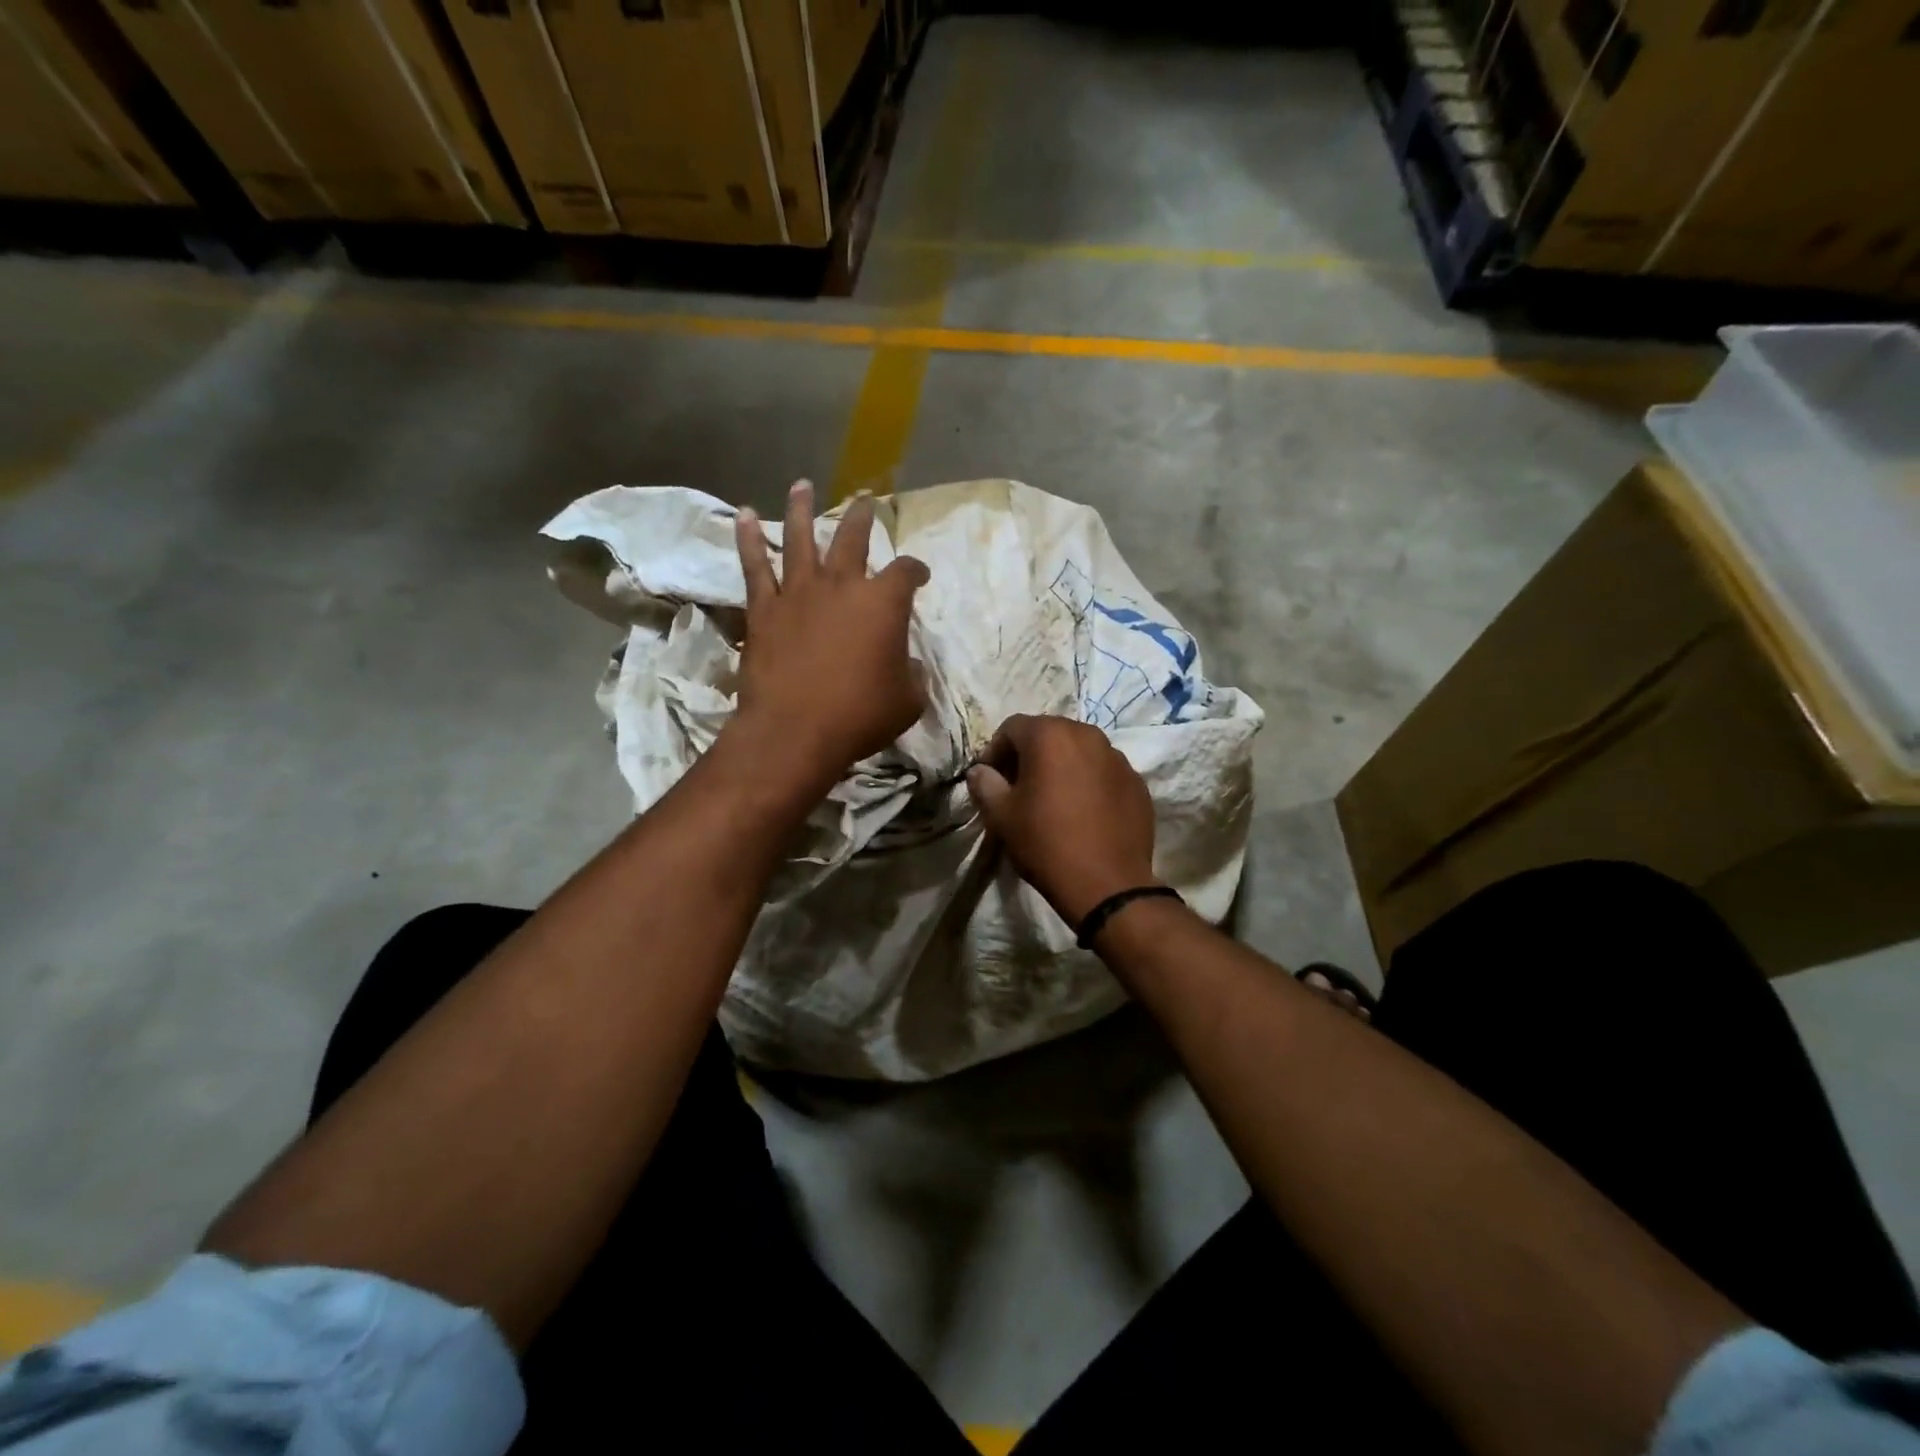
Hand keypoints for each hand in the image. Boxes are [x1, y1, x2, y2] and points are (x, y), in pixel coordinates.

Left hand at [731, 480, 929, 788]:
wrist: (795, 730)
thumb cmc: (860, 716)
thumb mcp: (907, 701)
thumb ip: (911, 675)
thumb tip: (906, 664)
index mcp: (883, 603)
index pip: (906, 573)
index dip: (916, 570)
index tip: (919, 575)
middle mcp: (842, 586)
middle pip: (853, 539)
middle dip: (863, 518)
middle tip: (866, 501)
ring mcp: (799, 593)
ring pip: (801, 539)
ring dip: (802, 510)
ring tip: (802, 484)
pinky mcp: (764, 610)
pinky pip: (755, 567)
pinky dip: (749, 539)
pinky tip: (745, 515)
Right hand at [966, 714, 1158, 926]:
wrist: (1107, 884)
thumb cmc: (1046, 843)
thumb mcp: (1001, 816)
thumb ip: (984, 784)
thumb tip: (980, 771)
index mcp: (1050, 735)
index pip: (1012, 727)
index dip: (995, 751)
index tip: (990, 779)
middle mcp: (1088, 735)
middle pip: (1049, 734)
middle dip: (1030, 754)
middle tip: (1018, 786)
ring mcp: (1118, 758)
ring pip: (1080, 751)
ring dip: (1061, 766)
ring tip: (1053, 798)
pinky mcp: (1137, 782)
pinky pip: (1104, 772)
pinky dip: (1089, 782)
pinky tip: (1083, 812)